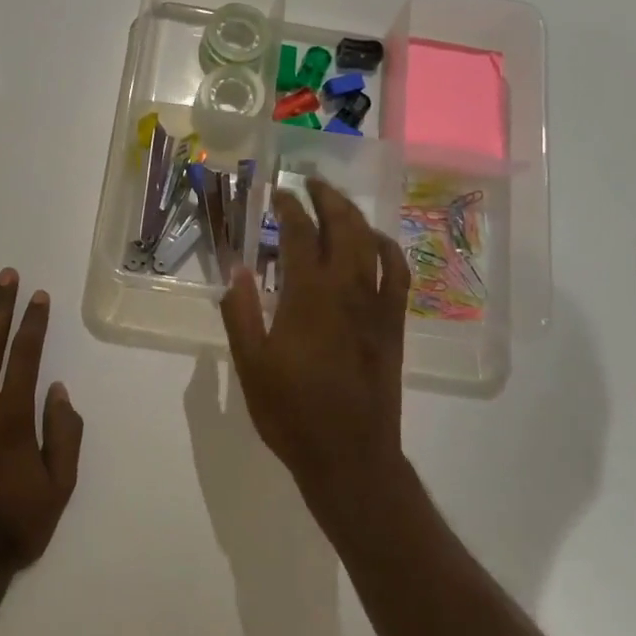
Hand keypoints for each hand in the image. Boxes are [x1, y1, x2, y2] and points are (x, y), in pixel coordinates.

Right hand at [220, 179, 410, 503]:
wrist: (349, 453)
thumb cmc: (292, 412)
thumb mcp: (251, 365)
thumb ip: (241, 313)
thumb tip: (236, 269)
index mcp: (308, 296)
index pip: (301, 234)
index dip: (289, 207)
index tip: (277, 193)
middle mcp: (348, 289)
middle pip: (344, 226)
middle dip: (327, 197)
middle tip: (311, 181)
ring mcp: (377, 304)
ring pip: (372, 243)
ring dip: (355, 215)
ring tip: (338, 203)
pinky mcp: (393, 322)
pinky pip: (399, 273)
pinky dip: (389, 249)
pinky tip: (377, 243)